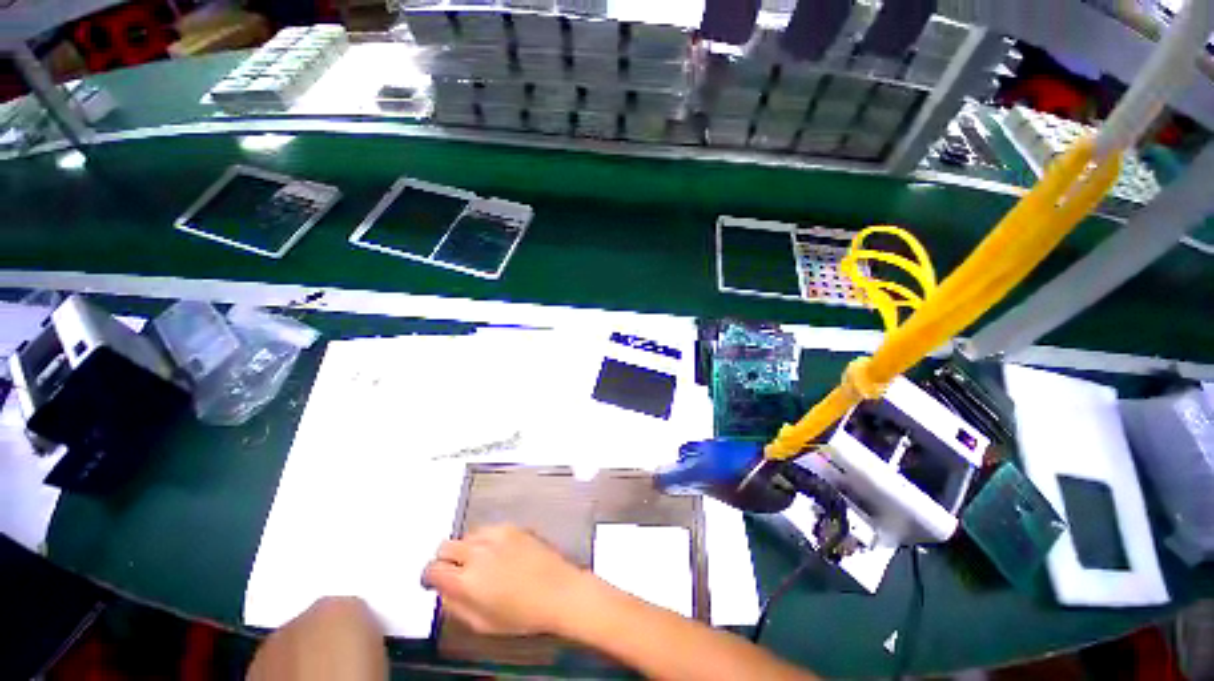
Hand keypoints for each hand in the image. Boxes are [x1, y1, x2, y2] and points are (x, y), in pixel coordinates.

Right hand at [421, 524, 588, 636]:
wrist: (558, 590)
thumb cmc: (522, 615)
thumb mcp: (482, 623)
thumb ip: (455, 606)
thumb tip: (443, 592)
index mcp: (466, 580)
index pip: (432, 570)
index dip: (430, 577)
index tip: (435, 583)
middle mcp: (478, 553)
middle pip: (445, 546)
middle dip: (445, 559)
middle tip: (455, 572)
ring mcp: (496, 535)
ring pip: (467, 535)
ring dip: (466, 548)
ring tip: (479, 563)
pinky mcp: (512, 526)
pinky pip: (487, 529)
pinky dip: (485, 540)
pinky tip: (497, 553)